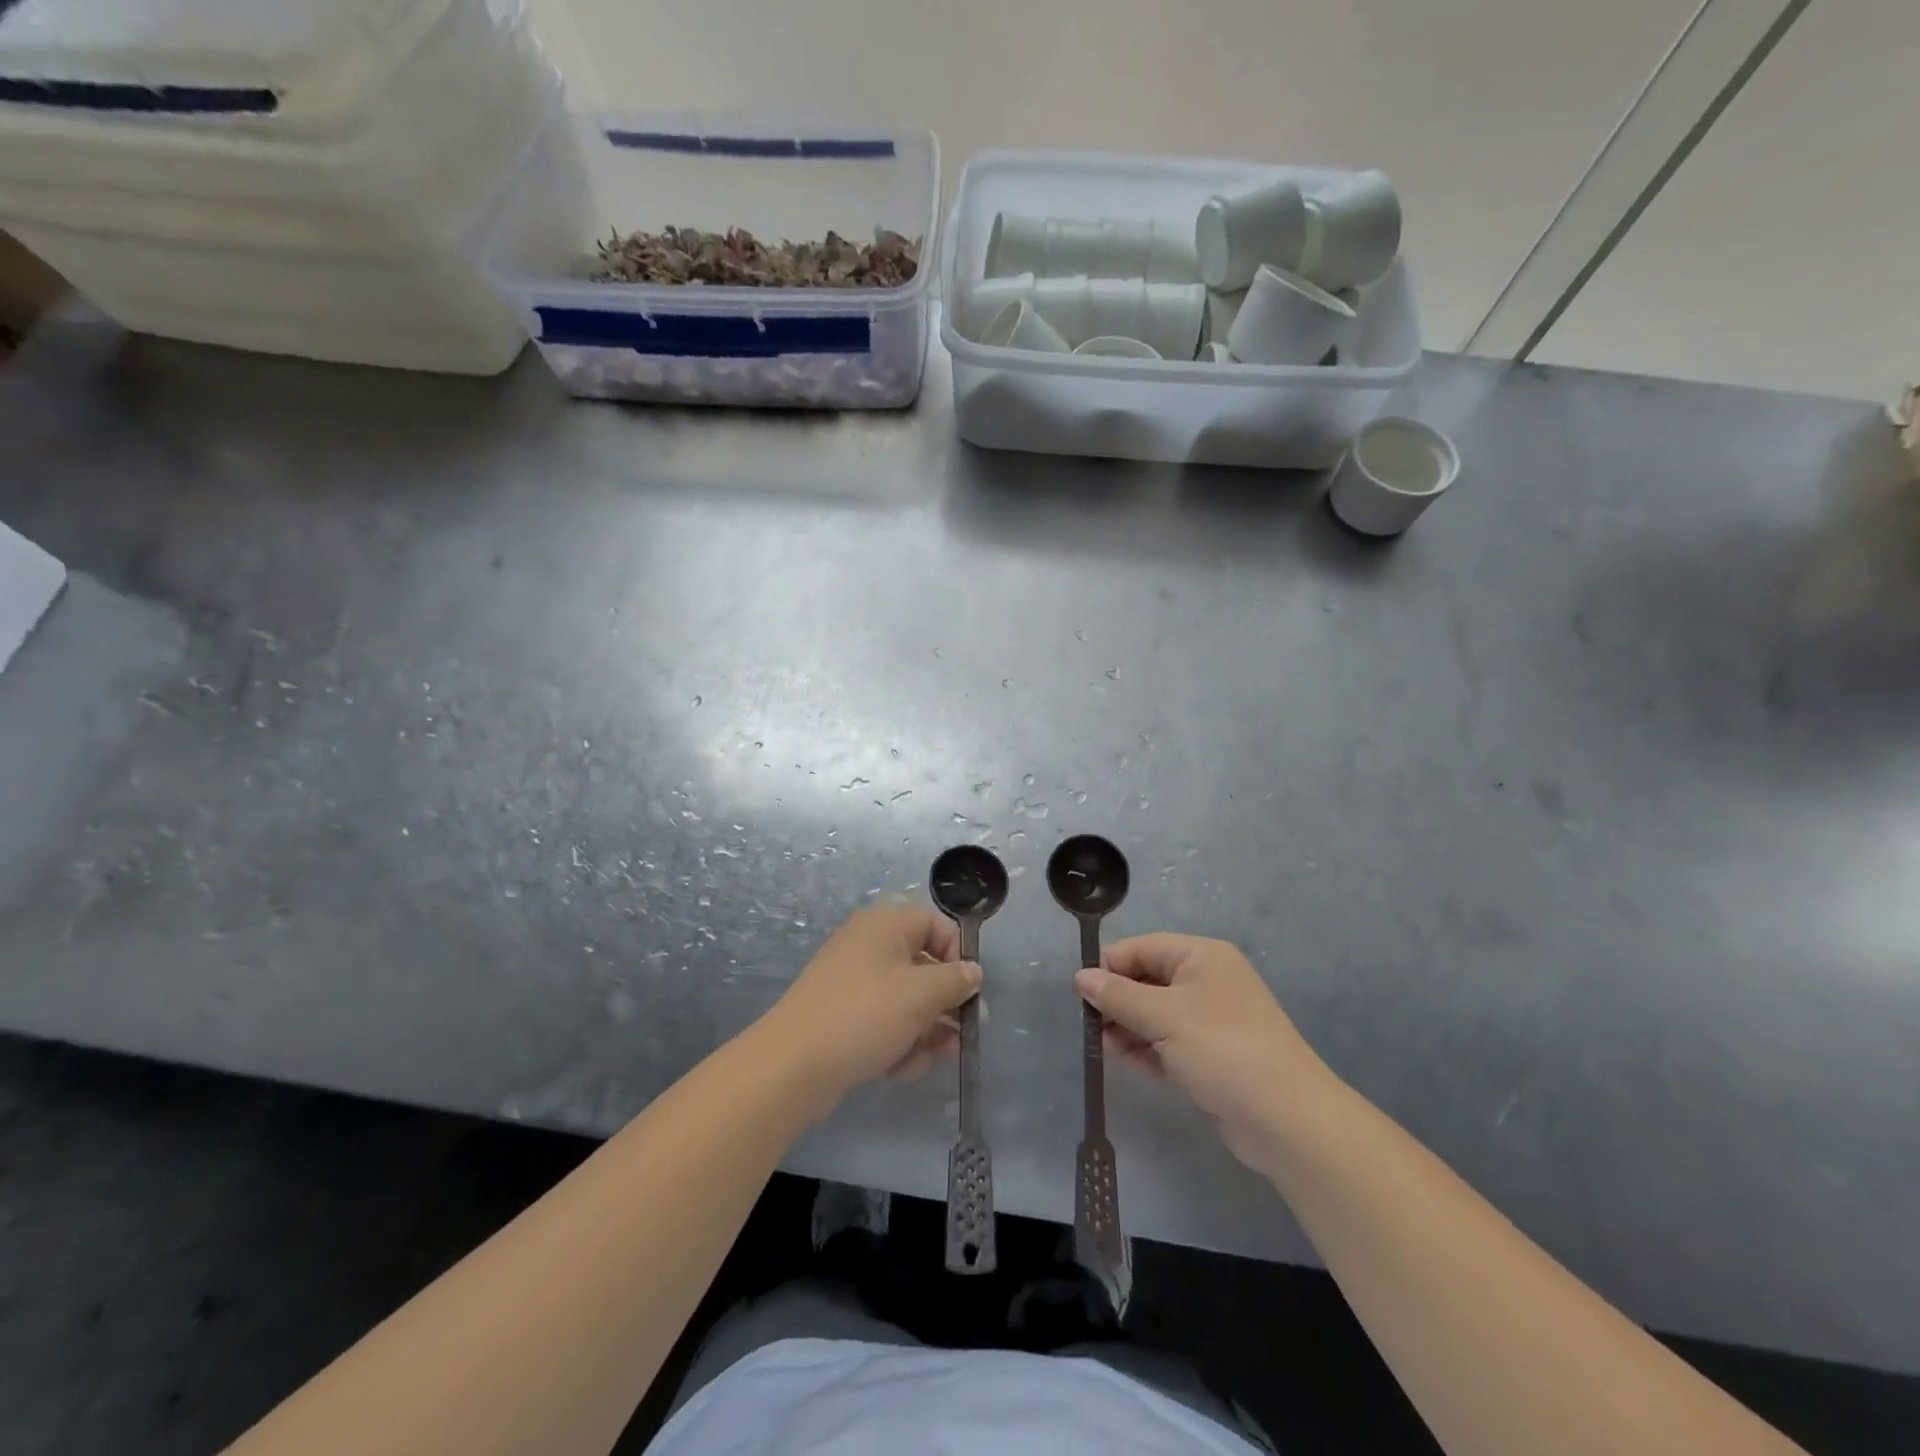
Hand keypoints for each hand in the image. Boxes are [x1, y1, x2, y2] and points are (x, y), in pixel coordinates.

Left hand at [767, 906, 982, 1108]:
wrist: (792, 1065)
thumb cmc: (864, 1016)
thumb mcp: (921, 995)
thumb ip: (955, 981)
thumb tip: (973, 972)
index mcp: (885, 925)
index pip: (936, 926)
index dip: (959, 956)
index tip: (970, 992)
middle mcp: (868, 945)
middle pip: (923, 966)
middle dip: (945, 1004)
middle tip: (964, 1036)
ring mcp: (853, 981)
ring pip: (906, 999)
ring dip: (925, 1030)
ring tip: (931, 1061)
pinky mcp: (842, 1015)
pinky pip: (883, 1020)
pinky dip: (897, 1042)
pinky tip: (900, 1070)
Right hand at [1075, 933, 1334, 1171]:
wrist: (1288, 1122)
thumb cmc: (1223, 1051)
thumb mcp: (1163, 1017)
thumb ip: (1118, 996)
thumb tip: (1081, 976)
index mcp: (1200, 956)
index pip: (1141, 948)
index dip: (1109, 968)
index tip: (1081, 996)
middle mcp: (1206, 981)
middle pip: (1146, 980)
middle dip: (1117, 1002)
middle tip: (1092, 1028)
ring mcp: (1210, 1020)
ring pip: (1154, 1014)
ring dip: (1128, 1028)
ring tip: (1107, 1049)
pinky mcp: (1211, 1055)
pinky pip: (1168, 1042)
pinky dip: (1147, 1050)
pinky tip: (1129, 1063)